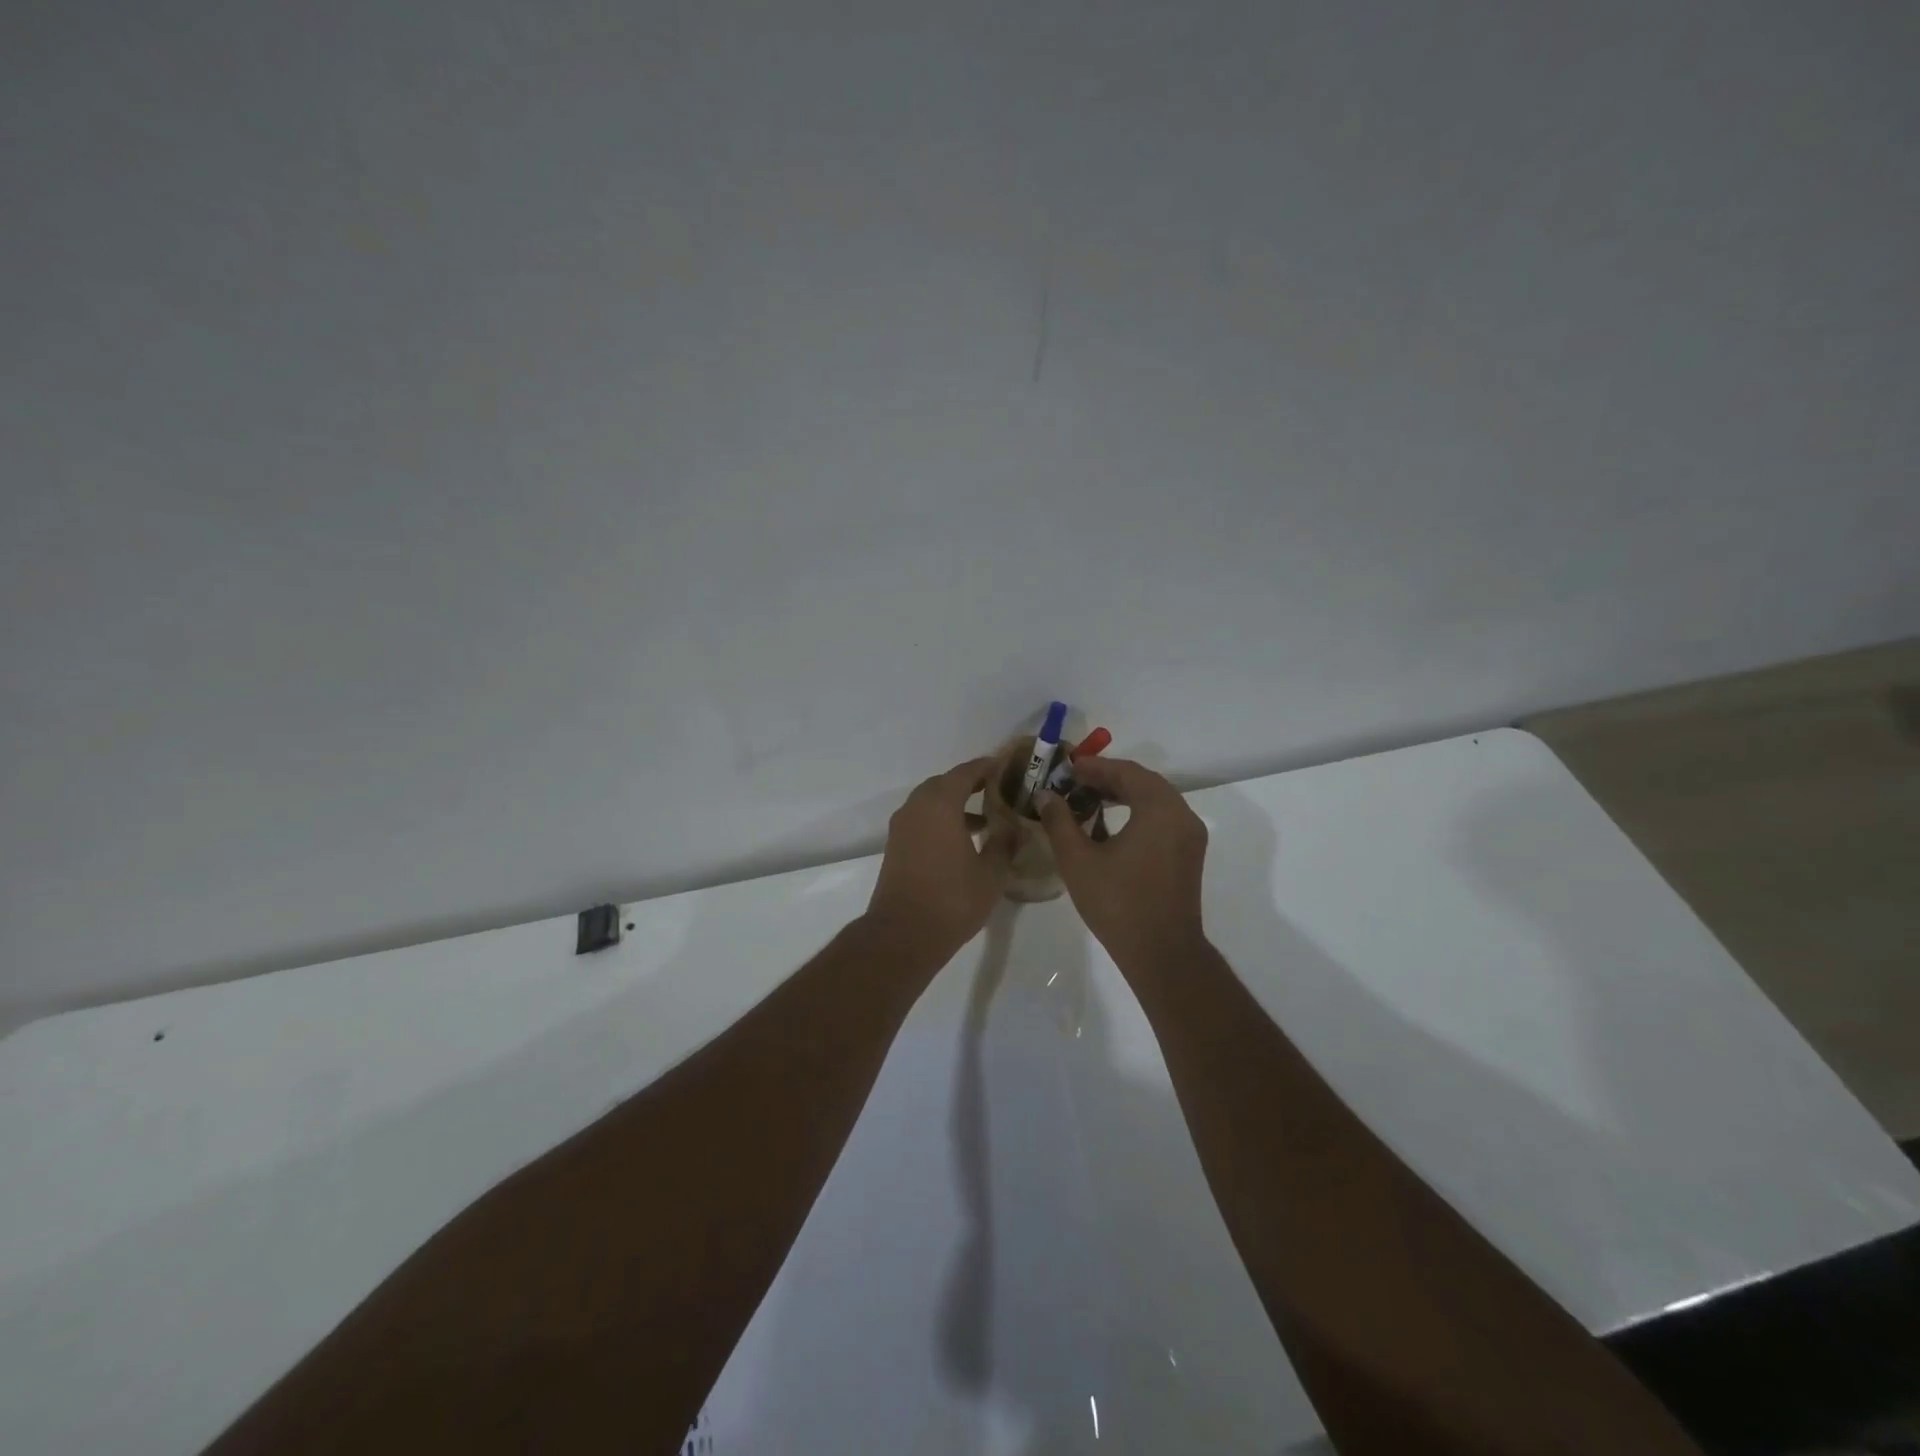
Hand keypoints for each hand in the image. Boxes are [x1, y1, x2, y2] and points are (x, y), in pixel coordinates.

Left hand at [865, 757, 1014, 960]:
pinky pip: (921, 819)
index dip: (985, 767)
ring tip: (985, 818)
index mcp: (940, 805)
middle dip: (969, 783)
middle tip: (996, 788)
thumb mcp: (991, 874)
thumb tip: (1011, 830)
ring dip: (954, 803)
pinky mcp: (896, 846)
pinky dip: (941, 820)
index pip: (965, 773)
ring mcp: (902, 827)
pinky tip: (962, 840)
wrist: (903, 934)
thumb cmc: (952, 900)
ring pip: (930, 802)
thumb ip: (1003, 845)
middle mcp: (916, 808)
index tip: (1004, 765)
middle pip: (944, 784)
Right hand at [1036, 758, 1209, 970]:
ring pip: (1155, 800)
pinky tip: (1110, 826)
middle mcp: (1182, 815)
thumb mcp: (1078, 860)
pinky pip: (1162, 819)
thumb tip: (1046, 796)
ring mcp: (1190, 836)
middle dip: (1108, 778)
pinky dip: (1137, 812)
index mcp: (1159, 809)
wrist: (1162, 953)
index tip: (1068, 768)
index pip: (1126, 772)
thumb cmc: (1118, 903)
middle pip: (1144, 782)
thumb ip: (1060, 821)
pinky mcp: (1189, 855)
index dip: (1095, 766)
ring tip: (1088, 800)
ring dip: (1123, 795)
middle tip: (1075, 781)